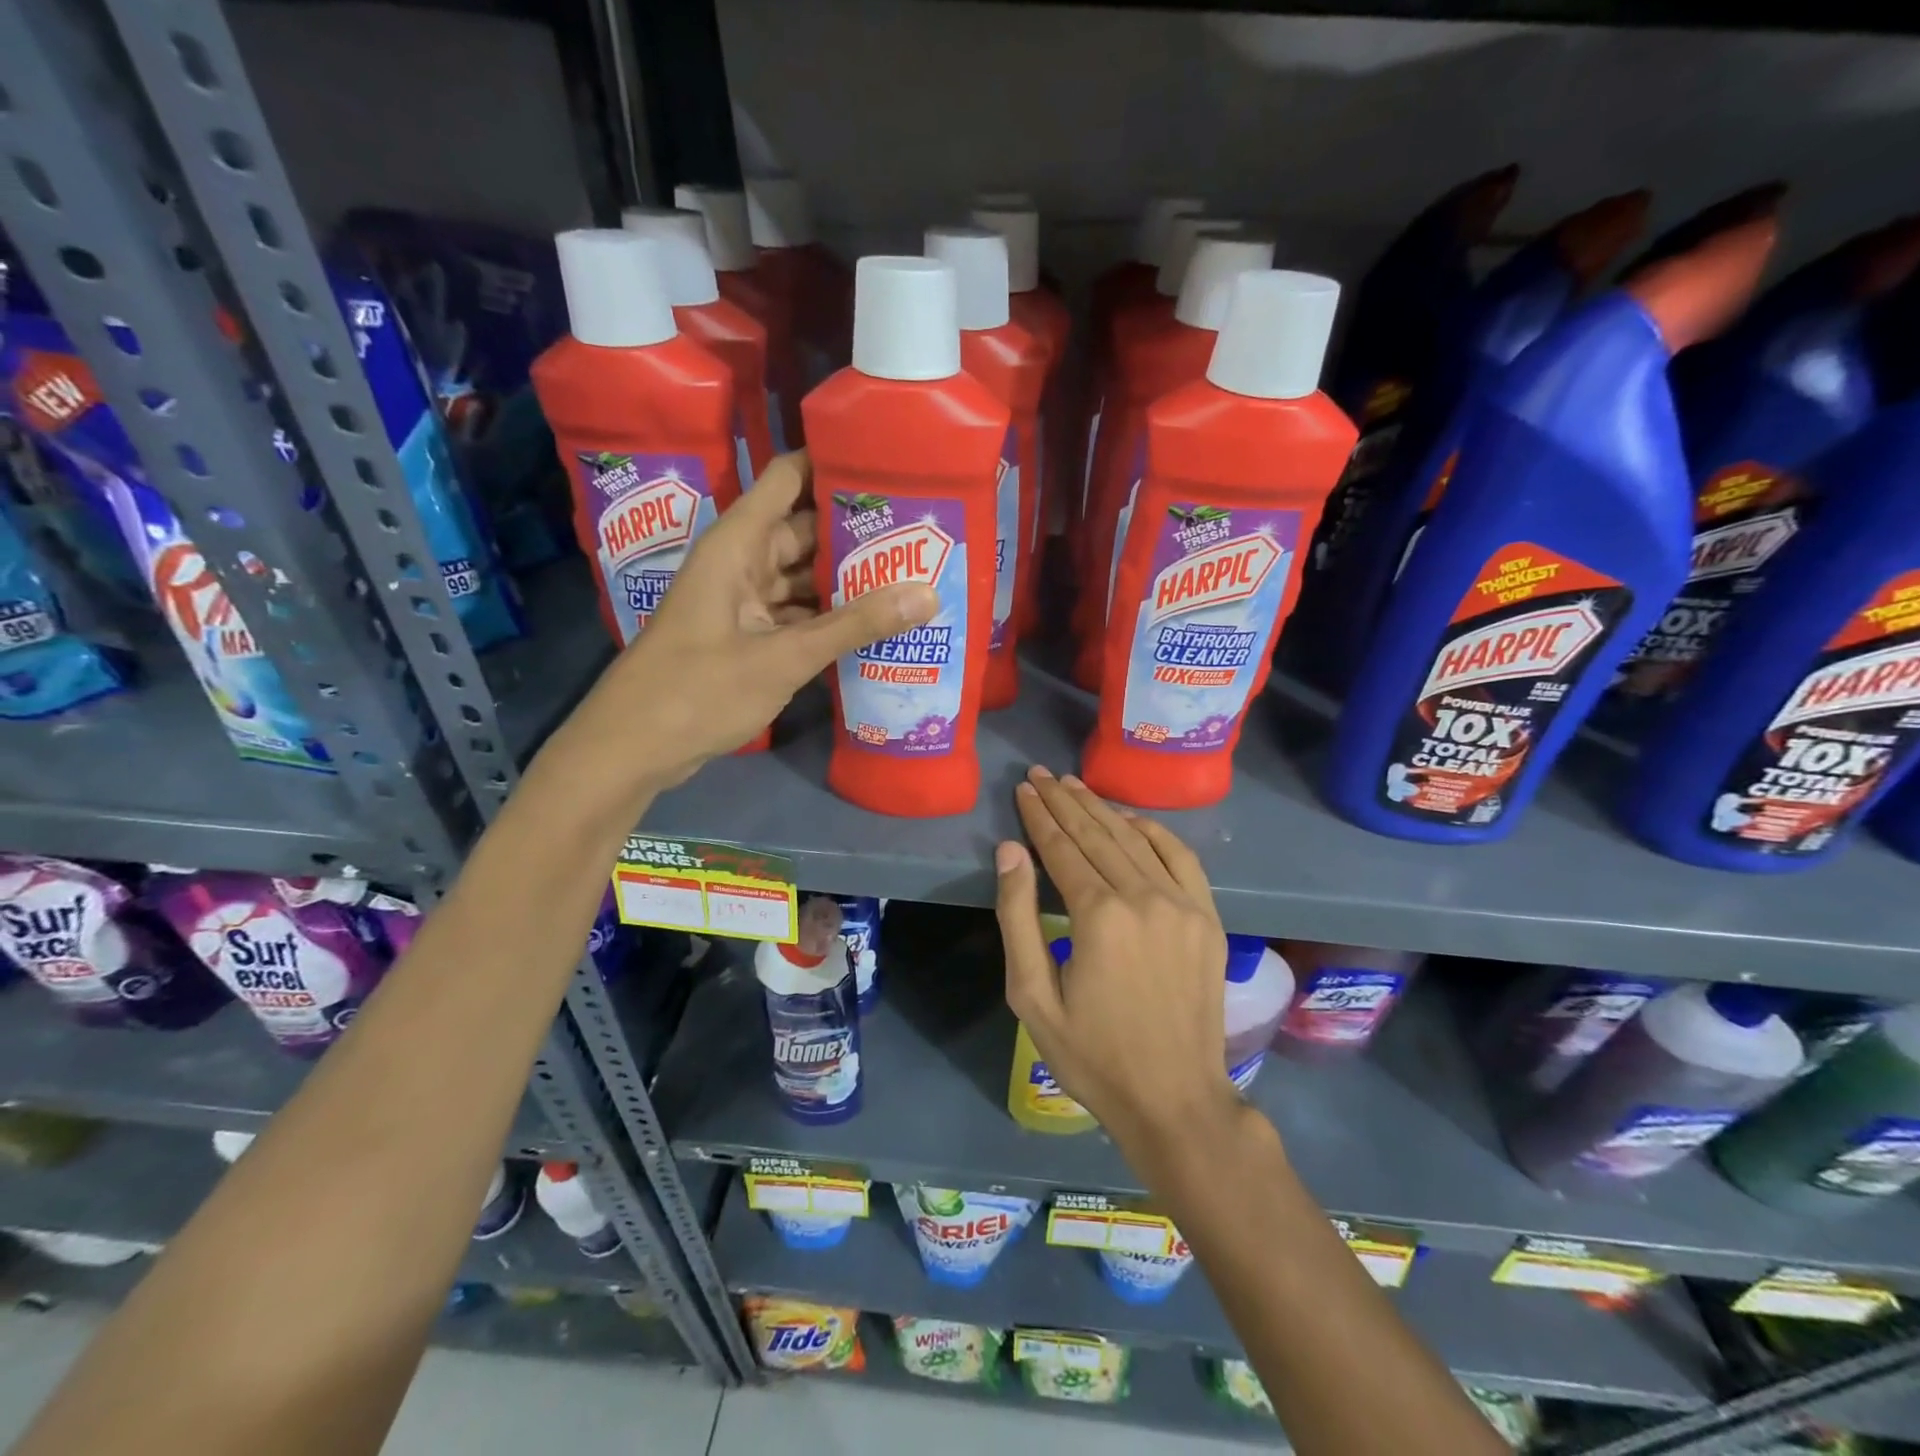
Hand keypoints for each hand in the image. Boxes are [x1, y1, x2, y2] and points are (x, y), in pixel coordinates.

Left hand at [554, 451, 935, 795]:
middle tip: (922, 533)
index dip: (835, 463)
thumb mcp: (784, 657)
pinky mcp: (747, 638)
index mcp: (738, 544)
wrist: (633, 748)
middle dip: (858, 532)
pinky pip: (797, 615)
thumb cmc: (698, 690)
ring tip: (912, 576)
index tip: (892, 465)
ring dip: (848, 581)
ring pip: (804, 578)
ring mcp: (743, 603)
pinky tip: (875, 627)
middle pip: (806, 530)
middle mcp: (741, 563)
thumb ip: (855, 625)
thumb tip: (929, 594)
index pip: (789, 478)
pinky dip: (830, 620)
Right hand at [994, 766, 1237, 1151]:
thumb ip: (1017, 917)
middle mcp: (1143, 896)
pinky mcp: (1207, 917)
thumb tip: (1010, 851)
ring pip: (1135, 839)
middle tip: (1041, 774)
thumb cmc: (1092, 1055)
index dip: (1039, 816)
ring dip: (1102, 809)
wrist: (1175, 1099)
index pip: (1061, 847)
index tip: (1024, 789)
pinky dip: (1154, 831)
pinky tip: (1131, 818)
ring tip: (1074, 786)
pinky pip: (1181, 857)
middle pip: (1096, 834)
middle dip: (1064, 801)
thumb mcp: (1032, 996)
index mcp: (1098, 915)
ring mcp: (1183, 904)